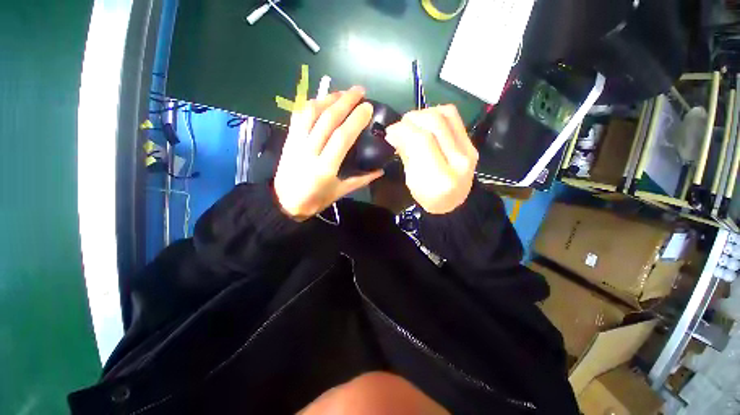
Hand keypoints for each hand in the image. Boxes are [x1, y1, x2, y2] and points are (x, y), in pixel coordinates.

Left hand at [274, 86, 383, 220]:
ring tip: (342, 93)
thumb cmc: (315, 200)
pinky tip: (322, 101)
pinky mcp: (288, 139)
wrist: (284, 203)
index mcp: (325, 168)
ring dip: (328, 99)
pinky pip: (299, 117)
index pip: (341, 137)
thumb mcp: (340, 192)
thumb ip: (361, 180)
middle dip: (345, 101)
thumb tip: (380, 171)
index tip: (368, 107)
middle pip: (327, 120)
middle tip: (359, 91)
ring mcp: (296, 143)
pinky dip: (311, 105)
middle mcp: (309, 151)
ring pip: (311, 114)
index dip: (355, 119)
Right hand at [385, 105, 477, 213]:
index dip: (403, 129)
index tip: (390, 131)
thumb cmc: (428, 197)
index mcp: (440, 178)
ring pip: (446, 114)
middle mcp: (459, 161)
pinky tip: (426, 122)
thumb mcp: (411, 180)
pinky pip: (454, 117)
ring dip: (424, 113)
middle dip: (412, 119)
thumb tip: (394, 131)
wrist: (454, 202)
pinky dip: (436, 113)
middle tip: (401, 126)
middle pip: (435, 123)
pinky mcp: (471, 143)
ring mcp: (469, 150)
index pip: (422, 140)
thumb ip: (406, 153)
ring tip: (413, 123)